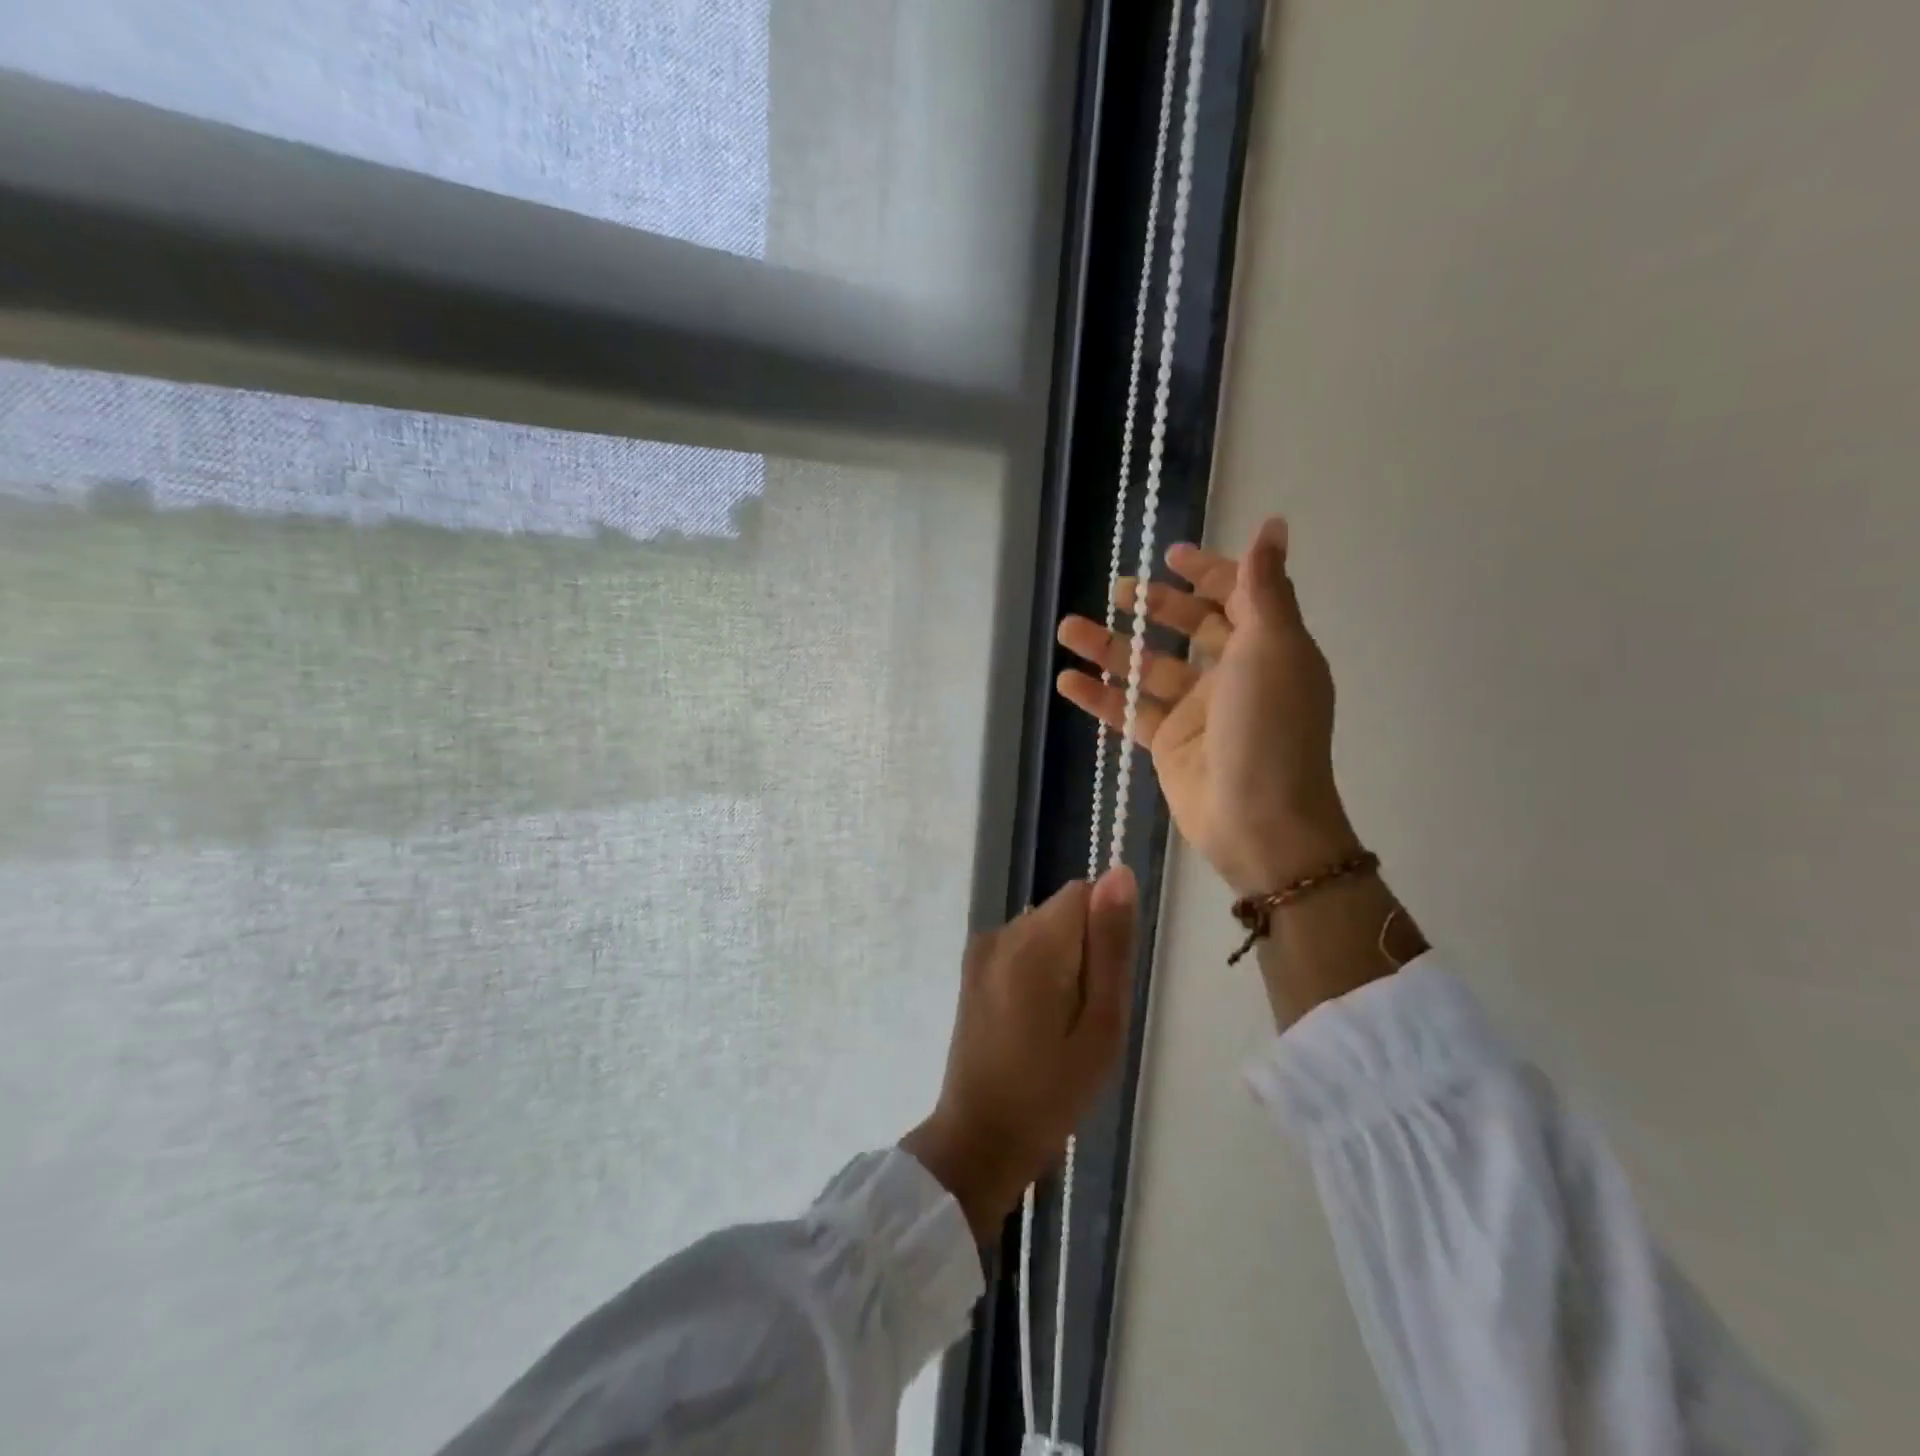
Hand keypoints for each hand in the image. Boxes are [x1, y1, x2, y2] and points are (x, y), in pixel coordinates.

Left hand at [901, 868, 1136, 1241]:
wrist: (980, 1137)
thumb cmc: (1052, 1091)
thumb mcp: (1101, 1024)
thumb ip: (1110, 945)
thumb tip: (1119, 873)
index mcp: (1033, 943)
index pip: (1084, 894)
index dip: (1105, 934)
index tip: (1103, 986)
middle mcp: (1001, 931)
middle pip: (1063, 912)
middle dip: (1085, 951)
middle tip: (1085, 1017)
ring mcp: (981, 949)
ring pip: (1044, 929)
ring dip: (1062, 963)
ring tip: (1059, 1026)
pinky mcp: (971, 967)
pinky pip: (1021, 948)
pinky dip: (1038, 972)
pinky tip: (1034, 1022)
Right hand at [1055, 517, 1359, 897]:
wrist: (1259, 820)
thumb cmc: (1269, 726)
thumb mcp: (1272, 646)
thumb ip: (1264, 586)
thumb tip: (1273, 524)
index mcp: (1268, 646)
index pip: (1237, 596)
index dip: (1207, 572)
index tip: (1169, 556)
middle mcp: (1234, 674)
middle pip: (1190, 628)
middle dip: (1153, 606)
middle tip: (1116, 591)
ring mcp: (1198, 711)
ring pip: (1149, 668)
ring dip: (1110, 648)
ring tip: (1067, 630)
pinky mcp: (1168, 743)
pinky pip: (1130, 711)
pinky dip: (1100, 697)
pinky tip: (1067, 682)